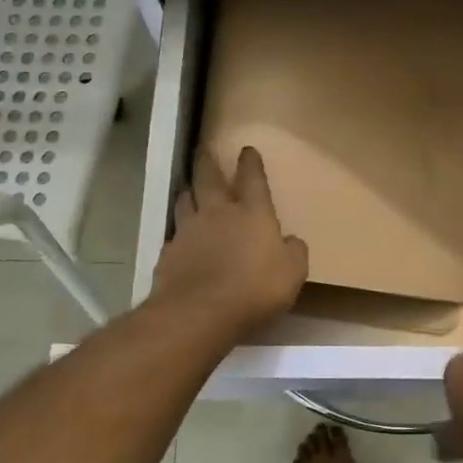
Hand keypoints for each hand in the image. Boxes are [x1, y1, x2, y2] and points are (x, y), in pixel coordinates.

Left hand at [150, 147, 308, 336]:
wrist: (199, 312)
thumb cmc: (255, 289)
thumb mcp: (292, 273)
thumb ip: (294, 252)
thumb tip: (291, 241)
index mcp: (252, 213)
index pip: (252, 179)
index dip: (250, 163)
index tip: (246, 150)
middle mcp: (218, 213)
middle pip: (209, 179)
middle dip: (208, 162)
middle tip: (204, 149)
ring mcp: (189, 231)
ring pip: (185, 200)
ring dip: (188, 192)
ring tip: (188, 188)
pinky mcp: (168, 253)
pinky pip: (174, 234)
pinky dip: (178, 231)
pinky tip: (180, 238)